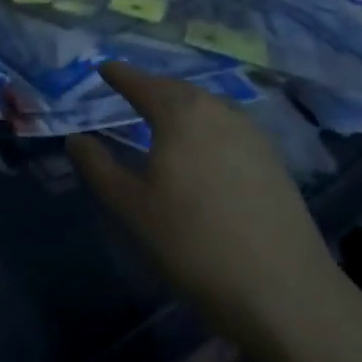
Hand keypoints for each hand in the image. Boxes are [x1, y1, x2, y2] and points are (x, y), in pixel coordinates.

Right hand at [67, 63, 343, 359]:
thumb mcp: (132, 207)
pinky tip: (201, 150)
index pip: (141, 83)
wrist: (285, 292)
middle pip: (177, 89)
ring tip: (161, 120)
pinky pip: (227, 127)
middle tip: (129, 93)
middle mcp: (218, 110)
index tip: (103, 69)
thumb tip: (76, 139)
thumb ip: (98, 167)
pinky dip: (205, 127)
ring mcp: (252, 134)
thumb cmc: (194, 243)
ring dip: (180, 107)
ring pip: (206, 107)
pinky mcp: (273, 160)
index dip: (119, 75)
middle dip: (151, 88)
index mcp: (180, 113)